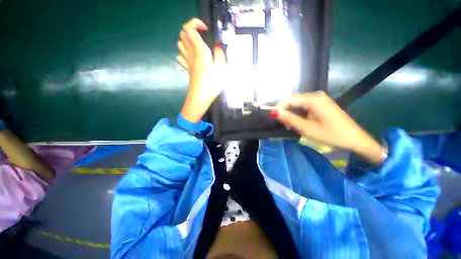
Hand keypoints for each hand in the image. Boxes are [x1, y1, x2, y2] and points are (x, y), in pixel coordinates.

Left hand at [177, 18, 225, 122]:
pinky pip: (180, 55)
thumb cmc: (211, 85)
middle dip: (191, 29)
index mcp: (199, 51)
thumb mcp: (221, 70)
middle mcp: (190, 54)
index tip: (206, 30)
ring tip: (198, 44)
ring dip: (188, 39)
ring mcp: (187, 61)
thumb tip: (217, 47)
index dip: (196, 23)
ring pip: (180, 43)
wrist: (200, 98)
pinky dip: (184, 52)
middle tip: (203, 36)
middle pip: (183, 33)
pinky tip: (192, 56)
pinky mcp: (187, 69)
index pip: (190, 28)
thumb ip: (220, 55)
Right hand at [275, 91, 382, 163]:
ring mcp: (319, 98)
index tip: (276, 120)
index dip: (279, 109)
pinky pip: (304, 105)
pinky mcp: (321, 103)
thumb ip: (289, 119)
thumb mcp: (307, 129)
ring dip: (291, 114)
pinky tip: (300, 122)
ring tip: (292, 126)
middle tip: (285, 125)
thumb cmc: (331, 135)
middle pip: (292, 100)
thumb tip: (273, 112)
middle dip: (285, 112)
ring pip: (297, 103)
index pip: (287, 99)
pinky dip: (299, 113)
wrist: (354, 139)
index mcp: (312, 99)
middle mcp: (315, 95)